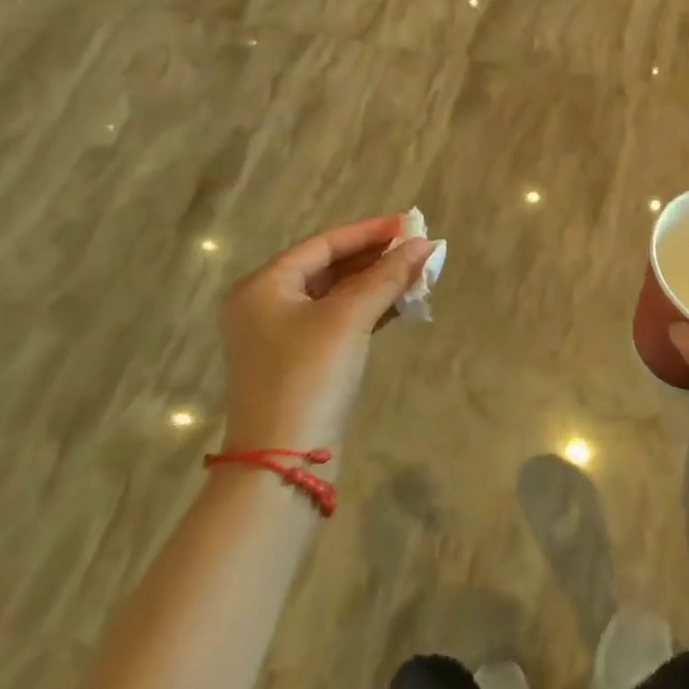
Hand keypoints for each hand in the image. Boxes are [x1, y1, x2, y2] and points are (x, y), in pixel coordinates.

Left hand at [219, 214, 435, 454]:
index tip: (408, 224)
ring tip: (418, 273)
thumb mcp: (349, 318)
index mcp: (264, 286)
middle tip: (417, 248)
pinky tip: (403, 304)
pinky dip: (370, 310)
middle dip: (376, 258)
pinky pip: (340, 321)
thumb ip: (387, 276)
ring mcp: (283, 337)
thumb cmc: (308, 376)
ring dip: (377, 284)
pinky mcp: (302, 363)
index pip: (324, 244)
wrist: (282, 465)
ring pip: (338, 295)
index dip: (369, 231)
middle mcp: (267, 306)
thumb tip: (424, 244)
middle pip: (330, 267)